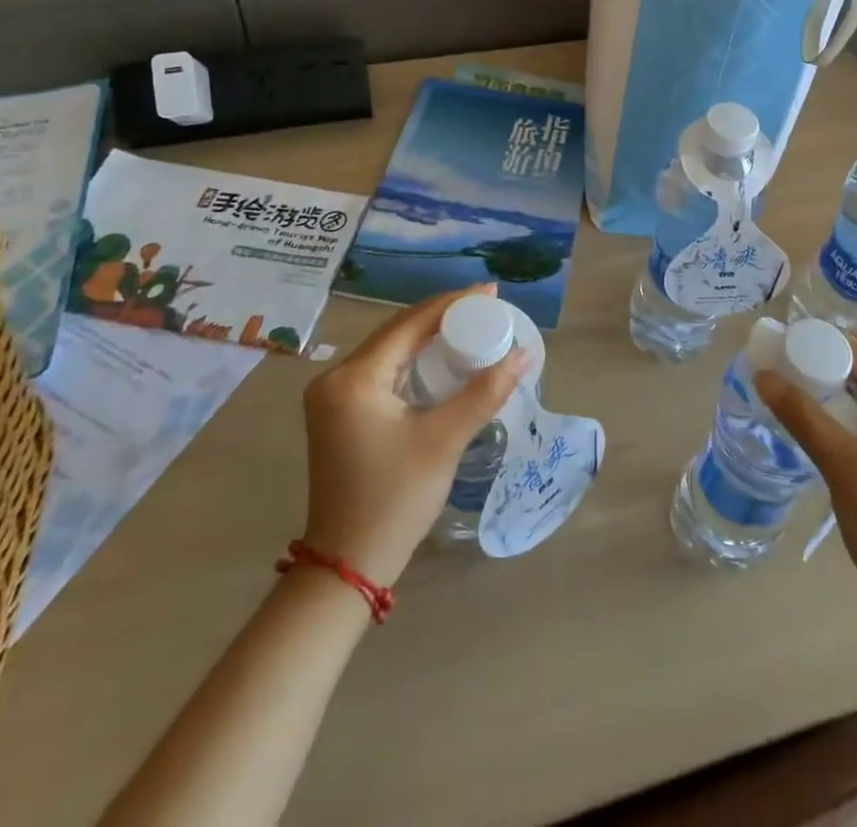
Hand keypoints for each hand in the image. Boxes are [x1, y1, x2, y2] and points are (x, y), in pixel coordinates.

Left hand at [300, 284, 526, 585]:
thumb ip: (485, 392)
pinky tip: (441, 357)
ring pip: (389, 350)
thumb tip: (524, 353)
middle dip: (441, 316)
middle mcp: (335, 378)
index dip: (451, 304)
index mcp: (353, 378)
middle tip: (485, 306)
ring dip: (427, 336)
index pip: (409, 324)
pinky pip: (382, 370)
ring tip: (470, 324)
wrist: (348, 564)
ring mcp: (332, 397)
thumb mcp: (445, 440)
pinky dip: (412, 360)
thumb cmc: (396, 498)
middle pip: (396, 331)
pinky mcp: (339, 414)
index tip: (490, 292)